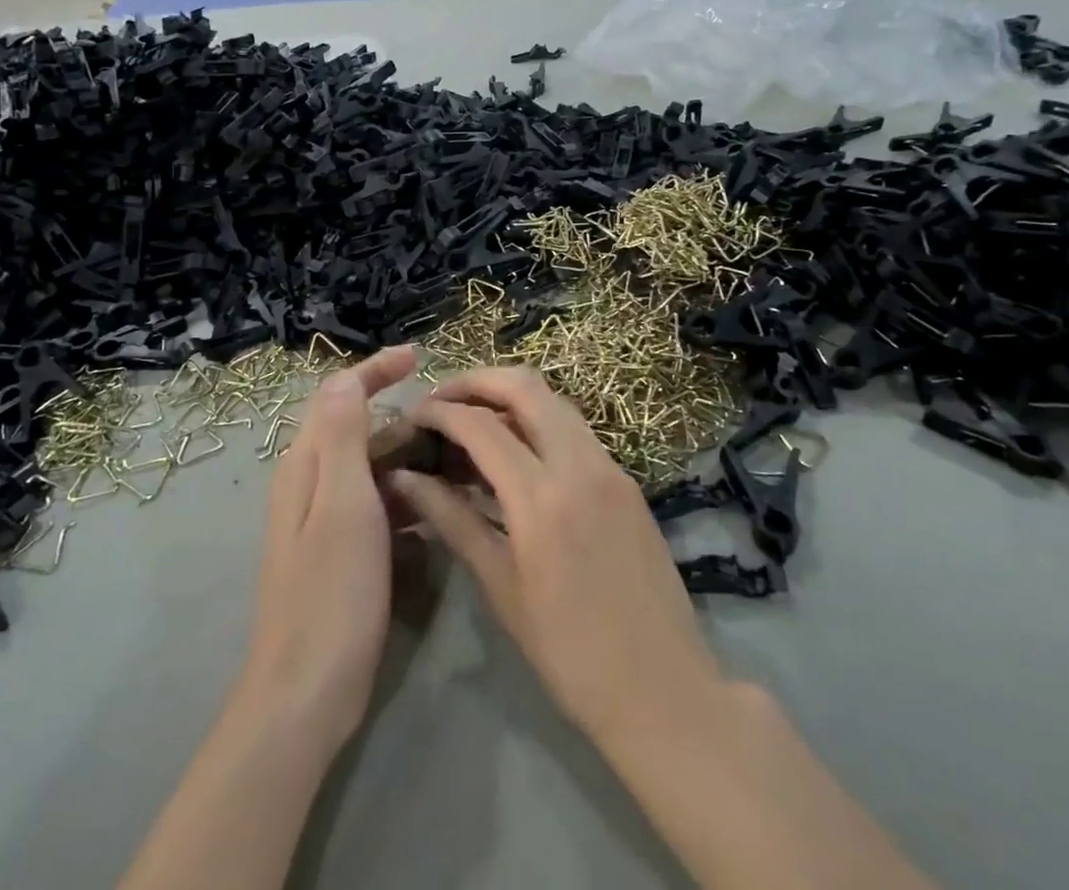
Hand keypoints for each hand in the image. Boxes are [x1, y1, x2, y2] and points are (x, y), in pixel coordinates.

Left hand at [236, 345, 419, 752]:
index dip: (376, 369)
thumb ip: (344, 437)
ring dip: (408, 455)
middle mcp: (310, 483)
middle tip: (452, 416)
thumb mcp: (343, 504)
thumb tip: (345, 377)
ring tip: (456, 457)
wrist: (306, 693)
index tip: (419, 356)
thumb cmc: (331, 592)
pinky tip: (436, 506)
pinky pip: (376, 502)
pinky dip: (405, 493)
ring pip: (370, 467)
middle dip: (400, 413)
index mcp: (307, 464)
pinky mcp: (340, 551)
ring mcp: (323, 519)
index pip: (339, 394)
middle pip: (356, 427)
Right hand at [388, 368, 724, 748]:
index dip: (440, 411)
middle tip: (441, 399)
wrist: (663, 688)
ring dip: (510, 395)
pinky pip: (575, 427)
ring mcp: (609, 465)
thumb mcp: (501, 588)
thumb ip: (453, 520)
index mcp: (541, 498)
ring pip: (554, 399)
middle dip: (476, 380)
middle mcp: (578, 464)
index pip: (480, 425)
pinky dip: (539, 420)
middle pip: (524, 386)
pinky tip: (516, 449)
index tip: (413, 416)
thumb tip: (405, 480)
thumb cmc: (569, 653)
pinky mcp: (625, 477)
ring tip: (472, 418)